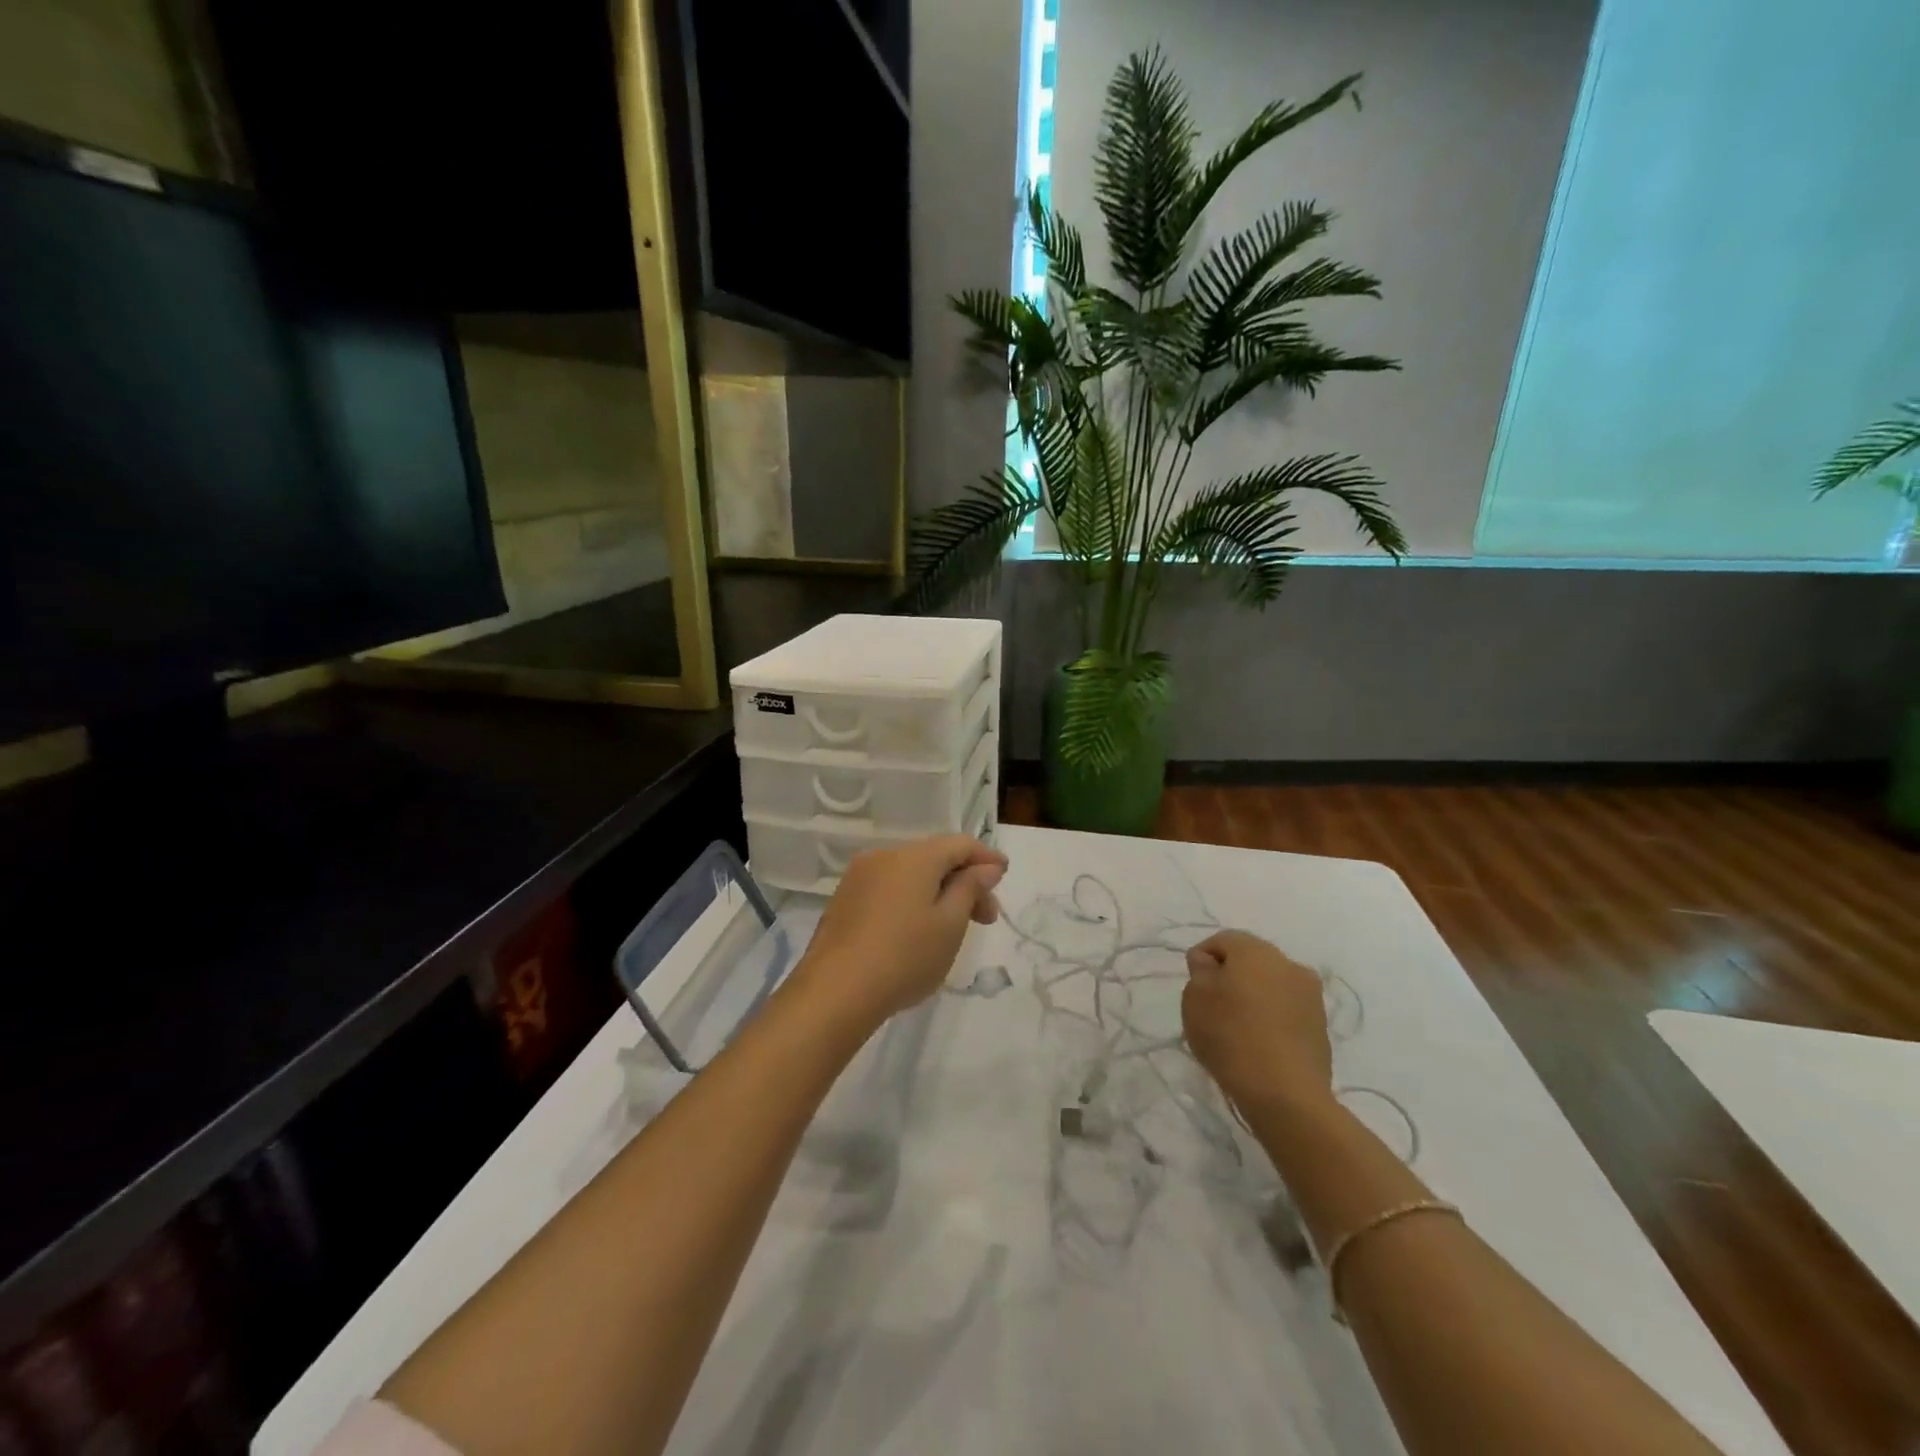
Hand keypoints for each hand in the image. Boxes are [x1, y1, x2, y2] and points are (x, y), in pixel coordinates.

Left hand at [792, 835, 1007, 1029]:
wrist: (834, 992)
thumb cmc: (904, 957)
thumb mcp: (950, 925)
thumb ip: (970, 888)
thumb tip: (986, 867)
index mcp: (914, 857)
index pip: (959, 844)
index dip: (986, 858)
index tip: (1005, 876)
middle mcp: (884, 856)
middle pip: (934, 858)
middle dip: (964, 881)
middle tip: (986, 918)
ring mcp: (859, 877)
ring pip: (910, 874)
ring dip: (938, 892)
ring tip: (952, 928)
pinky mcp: (844, 900)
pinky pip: (889, 889)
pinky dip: (911, 900)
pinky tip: (917, 931)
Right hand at [1182, 930, 1333, 1116]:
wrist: (1285, 1094)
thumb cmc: (1230, 1037)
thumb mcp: (1195, 998)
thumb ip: (1200, 971)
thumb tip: (1211, 964)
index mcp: (1256, 950)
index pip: (1222, 940)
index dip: (1202, 959)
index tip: (1194, 988)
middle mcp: (1288, 963)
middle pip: (1251, 960)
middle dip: (1231, 976)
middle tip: (1212, 1007)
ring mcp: (1311, 995)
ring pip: (1271, 985)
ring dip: (1254, 997)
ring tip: (1237, 1027)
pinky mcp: (1321, 1026)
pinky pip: (1287, 1010)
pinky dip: (1272, 1018)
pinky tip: (1259, 1042)